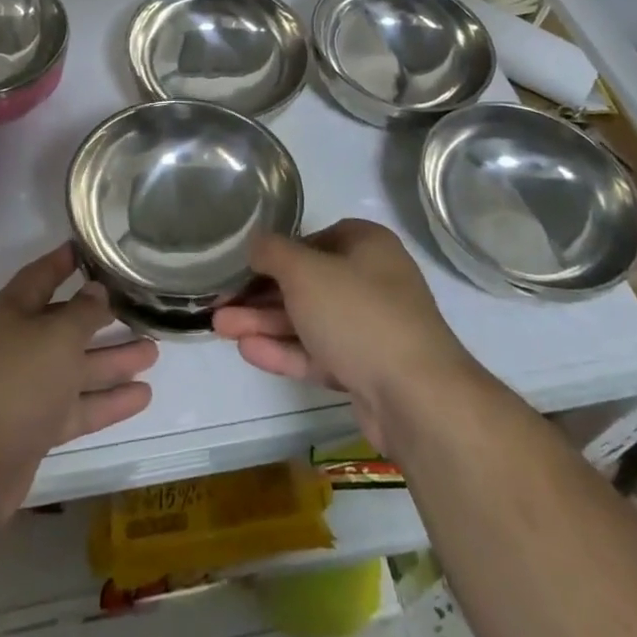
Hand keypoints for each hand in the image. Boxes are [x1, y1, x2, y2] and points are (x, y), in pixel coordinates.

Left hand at [0, 243, 156, 520]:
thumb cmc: (14, 382)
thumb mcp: (56, 336)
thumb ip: (83, 312)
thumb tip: (97, 290)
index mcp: (13, 311)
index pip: (42, 275)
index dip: (65, 261)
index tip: (94, 250)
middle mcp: (18, 344)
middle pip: (65, 324)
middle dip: (102, 318)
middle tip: (141, 308)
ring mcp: (27, 388)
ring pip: (76, 367)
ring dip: (113, 361)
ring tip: (154, 351)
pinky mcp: (36, 427)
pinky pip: (78, 406)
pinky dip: (107, 401)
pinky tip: (142, 397)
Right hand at [212, 219, 482, 450]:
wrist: (416, 398)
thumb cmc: (358, 313)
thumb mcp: (305, 271)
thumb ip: (273, 252)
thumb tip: (255, 241)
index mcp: (368, 246)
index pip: (315, 238)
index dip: (278, 251)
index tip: (245, 264)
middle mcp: (372, 281)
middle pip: (307, 282)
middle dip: (261, 293)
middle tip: (220, 301)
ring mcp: (370, 329)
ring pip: (309, 320)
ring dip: (265, 322)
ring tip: (220, 326)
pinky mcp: (365, 370)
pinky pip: (318, 352)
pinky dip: (285, 350)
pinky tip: (247, 350)